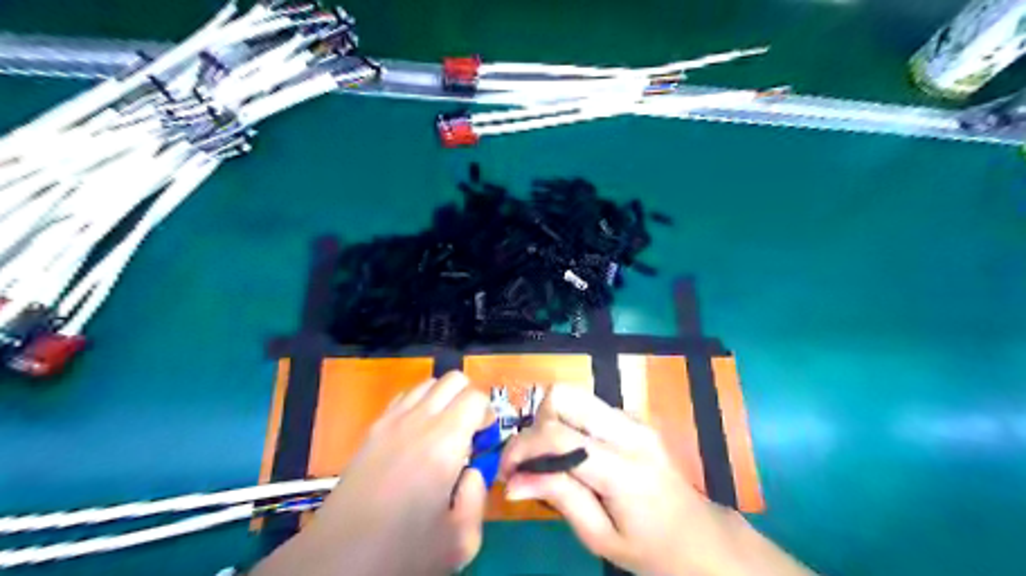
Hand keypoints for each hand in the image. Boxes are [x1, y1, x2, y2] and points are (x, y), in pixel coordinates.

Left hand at [258, 372, 497, 574]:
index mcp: (444, 442)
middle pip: (453, 379)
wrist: (338, 559)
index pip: (476, 397)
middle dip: (469, 399)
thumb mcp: (461, 540)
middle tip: (468, 433)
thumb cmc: (403, 552)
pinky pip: (404, 397)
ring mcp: (391, 421)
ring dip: (444, 399)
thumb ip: (478, 495)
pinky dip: (419, 404)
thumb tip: (473, 471)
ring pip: (427, 383)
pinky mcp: (372, 429)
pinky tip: (416, 436)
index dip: (488, 415)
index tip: (484, 441)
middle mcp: (418, 420)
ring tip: (443, 433)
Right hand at [498, 384, 808, 574]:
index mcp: (622, 468)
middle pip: (564, 395)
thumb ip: (558, 498)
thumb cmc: (650, 547)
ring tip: (550, 458)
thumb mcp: (599, 536)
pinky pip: (588, 406)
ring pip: (574, 395)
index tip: (506, 469)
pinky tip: (574, 454)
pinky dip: (569, 423)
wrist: (700, 536)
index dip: (522, 446)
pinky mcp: (633, 418)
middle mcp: (628, 431)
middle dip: (537, 422)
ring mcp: (634, 419)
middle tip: (534, 459)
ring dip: (552, 421)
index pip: (558, 435)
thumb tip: (511, 481)